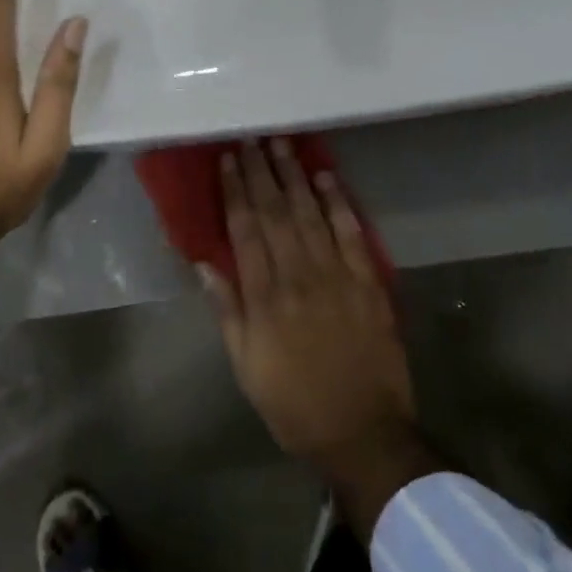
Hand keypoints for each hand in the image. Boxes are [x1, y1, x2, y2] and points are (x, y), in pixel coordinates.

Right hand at [203, 139, 418, 466]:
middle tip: (252, 139)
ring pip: (310, 214)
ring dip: (295, 176)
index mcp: (265, 296)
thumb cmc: (294, 403)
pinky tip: (327, 178)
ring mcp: (337, 275)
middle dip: (261, 172)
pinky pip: (351, 233)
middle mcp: (299, 275)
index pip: (245, 229)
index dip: (235, 191)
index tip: (227, 160)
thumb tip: (203, 263)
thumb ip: (227, 310)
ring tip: (283, 145)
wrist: (364, 432)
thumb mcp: (246, 366)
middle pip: (276, 212)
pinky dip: (339, 203)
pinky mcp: (367, 282)